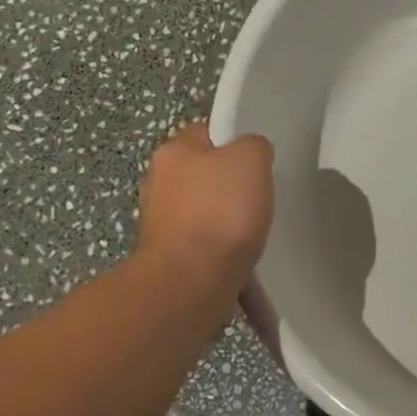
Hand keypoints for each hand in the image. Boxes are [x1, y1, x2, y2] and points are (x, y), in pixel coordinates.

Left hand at [136, 122, 274, 299]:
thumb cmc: (221, 211)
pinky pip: (204, 248)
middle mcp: (158, 184)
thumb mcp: (251, 158)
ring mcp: (161, 225)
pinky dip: (222, 253)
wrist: (192, 281)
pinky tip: (241, 261)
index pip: (204, 133)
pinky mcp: (170, 260)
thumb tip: (252, 153)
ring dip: (225, 223)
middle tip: (258, 197)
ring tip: (253, 234)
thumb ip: (254, 146)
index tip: (257, 161)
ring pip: (203, 214)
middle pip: (202, 175)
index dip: (232, 142)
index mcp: (172, 153)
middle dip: (227, 187)